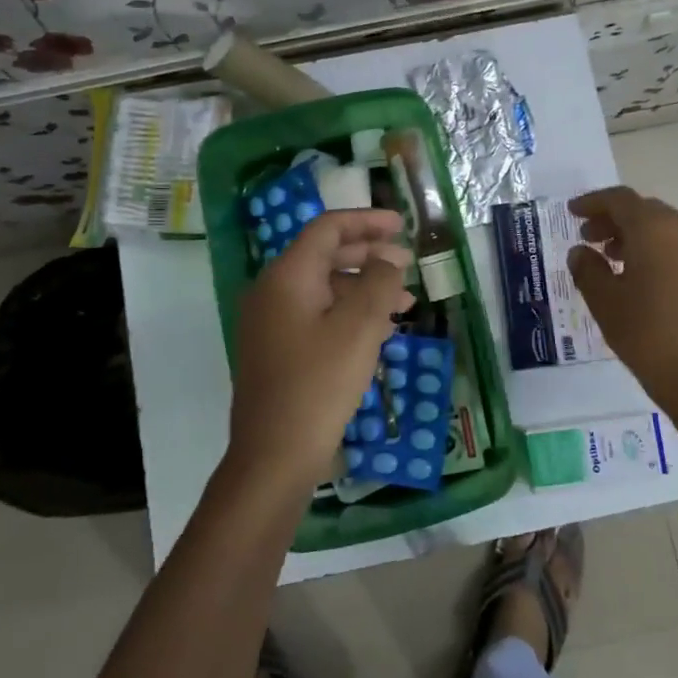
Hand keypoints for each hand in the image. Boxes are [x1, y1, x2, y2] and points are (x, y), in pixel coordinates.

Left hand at [229, 208, 415, 496]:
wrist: (274, 455)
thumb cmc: (319, 384)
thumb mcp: (359, 328)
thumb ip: (378, 283)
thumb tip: (388, 259)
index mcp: (287, 277)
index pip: (327, 229)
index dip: (366, 221)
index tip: (402, 225)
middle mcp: (272, 291)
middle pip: (324, 255)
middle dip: (369, 255)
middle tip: (407, 262)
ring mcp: (270, 322)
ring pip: (323, 288)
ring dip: (363, 288)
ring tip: (404, 303)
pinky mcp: (276, 349)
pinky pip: (316, 314)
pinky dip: (348, 313)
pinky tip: (378, 330)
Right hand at [566, 186, 677, 438]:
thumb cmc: (646, 334)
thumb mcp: (604, 300)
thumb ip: (587, 268)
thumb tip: (581, 252)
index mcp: (656, 229)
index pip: (620, 200)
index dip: (593, 203)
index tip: (573, 212)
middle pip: (645, 211)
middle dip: (614, 220)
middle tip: (588, 238)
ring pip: (666, 229)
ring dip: (636, 235)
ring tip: (611, 258)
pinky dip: (658, 250)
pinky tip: (641, 276)